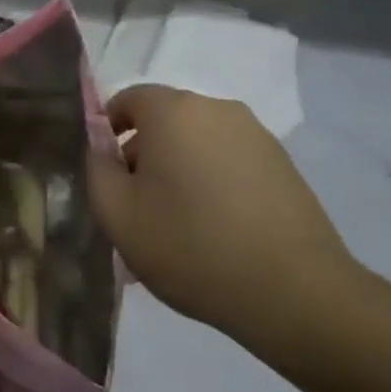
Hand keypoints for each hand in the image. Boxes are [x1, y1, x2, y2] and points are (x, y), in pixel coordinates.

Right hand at [87, 84, 360, 344]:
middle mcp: (217, 109)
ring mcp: (256, 135)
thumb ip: (96, 168)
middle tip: (137, 206)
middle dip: (144, 154)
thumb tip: (100, 145)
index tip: (107, 176)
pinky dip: (214, 182)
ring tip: (179, 223)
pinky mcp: (283, 164)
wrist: (294, 292)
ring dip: (180, 169)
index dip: (107, 133)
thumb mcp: (117, 214)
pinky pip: (230, 161)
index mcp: (173, 111)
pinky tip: (217, 229)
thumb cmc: (190, 246)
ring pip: (199, 142)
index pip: (126, 99)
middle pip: (164, 120)